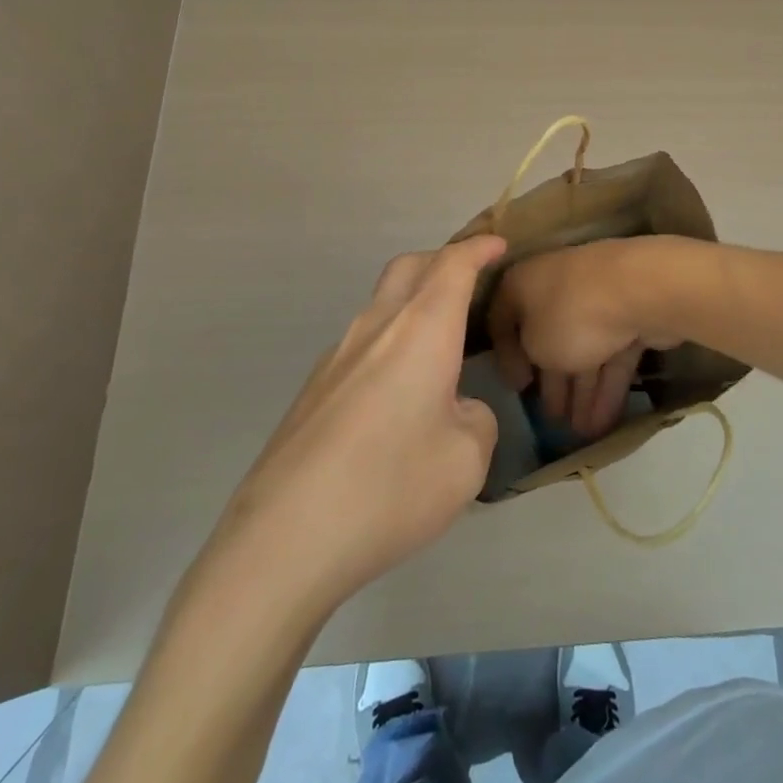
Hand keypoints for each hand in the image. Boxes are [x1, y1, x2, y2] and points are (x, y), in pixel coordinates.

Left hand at [205, 236, 507, 614]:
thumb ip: (476, 420)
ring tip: (438, 345)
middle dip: (442, 260)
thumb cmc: (390, 488)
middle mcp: (376, 327)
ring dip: (413, 303)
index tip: (498, 244)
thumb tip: (456, 409)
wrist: (284, 538)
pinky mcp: (314, 388)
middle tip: (469, 279)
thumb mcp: (467, 461)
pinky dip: (390, 342)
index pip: (453, 265)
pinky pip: (362, 344)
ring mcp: (337, 355)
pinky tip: (397, 395)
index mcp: (421, 330)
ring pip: (381, 304)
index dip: (478, 249)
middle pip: (409, 267)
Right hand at [487, 237, 688, 440]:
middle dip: (552, 382)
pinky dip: (606, 387)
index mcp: (522, 283)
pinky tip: (603, 423)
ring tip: (581, 433)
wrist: (639, 291)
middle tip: (552, 420)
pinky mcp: (628, 317)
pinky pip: (610, 356)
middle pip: (548, 338)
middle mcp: (554, 285)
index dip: (506, 357)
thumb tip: (539, 359)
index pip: (502, 320)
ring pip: (582, 350)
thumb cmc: (570, 315)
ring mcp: (594, 299)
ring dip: (581, 393)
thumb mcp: (533, 345)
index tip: (517, 389)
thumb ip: (528, 356)